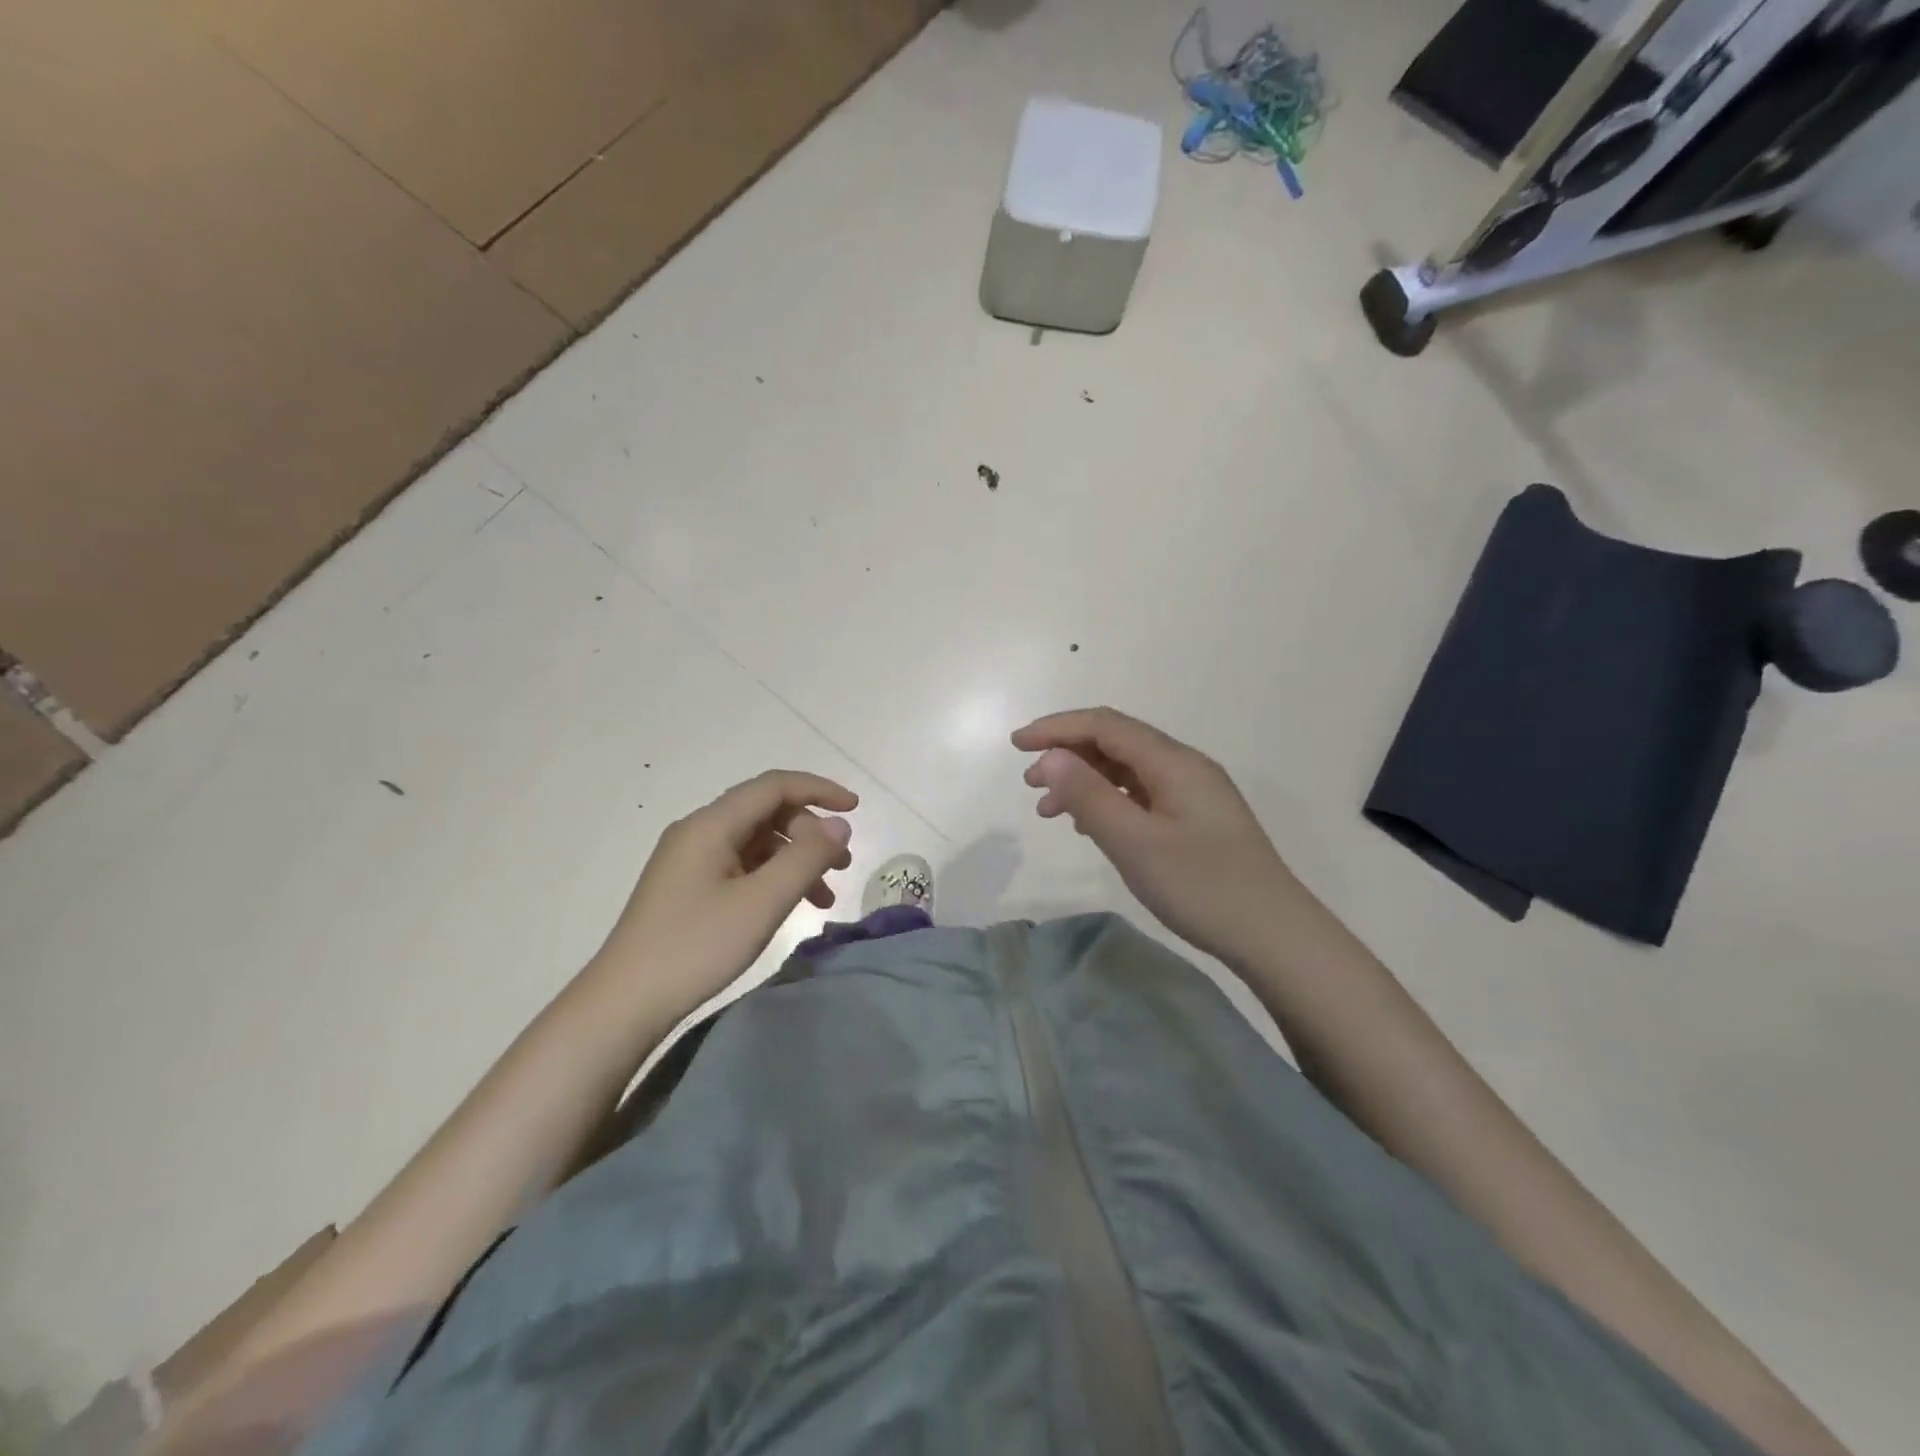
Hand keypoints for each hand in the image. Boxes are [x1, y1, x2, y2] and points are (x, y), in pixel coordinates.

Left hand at [594, 770, 856, 1012]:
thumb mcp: (762, 902)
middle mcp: (698, 832)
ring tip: (825, 895)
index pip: (774, 786)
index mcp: (711, 824)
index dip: (819, 790)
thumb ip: (806, 858)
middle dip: (810, 832)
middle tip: (841, 866)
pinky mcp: (688, 887)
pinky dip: (773, 878)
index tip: (855, 809)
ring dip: (795, 859)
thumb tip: (839, 825)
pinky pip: (741, 866)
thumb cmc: (696, 946)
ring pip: (756, 842)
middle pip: (766, 812)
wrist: (624, 1003)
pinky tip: (790, 906)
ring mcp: (690, 860)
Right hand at [1012, 707, 1298, 967]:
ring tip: (1050, 811)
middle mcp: (1184, 767)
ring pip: (1127, 771)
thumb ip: (1089, 795)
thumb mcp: (1135, 842)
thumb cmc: (1202, 886)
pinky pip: (1141, 795)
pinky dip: (1108, 801)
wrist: (1274, 936)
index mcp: (1173, 762)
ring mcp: (1193, 794)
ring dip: (1085, 781)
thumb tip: (1049, 757)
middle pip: (1116, 742)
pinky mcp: (1195, 821)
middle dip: (1067, 753)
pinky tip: (1091, 827)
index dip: (1057, 728)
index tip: (1016, 745)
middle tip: (1028, 783)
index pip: (1105, 725)